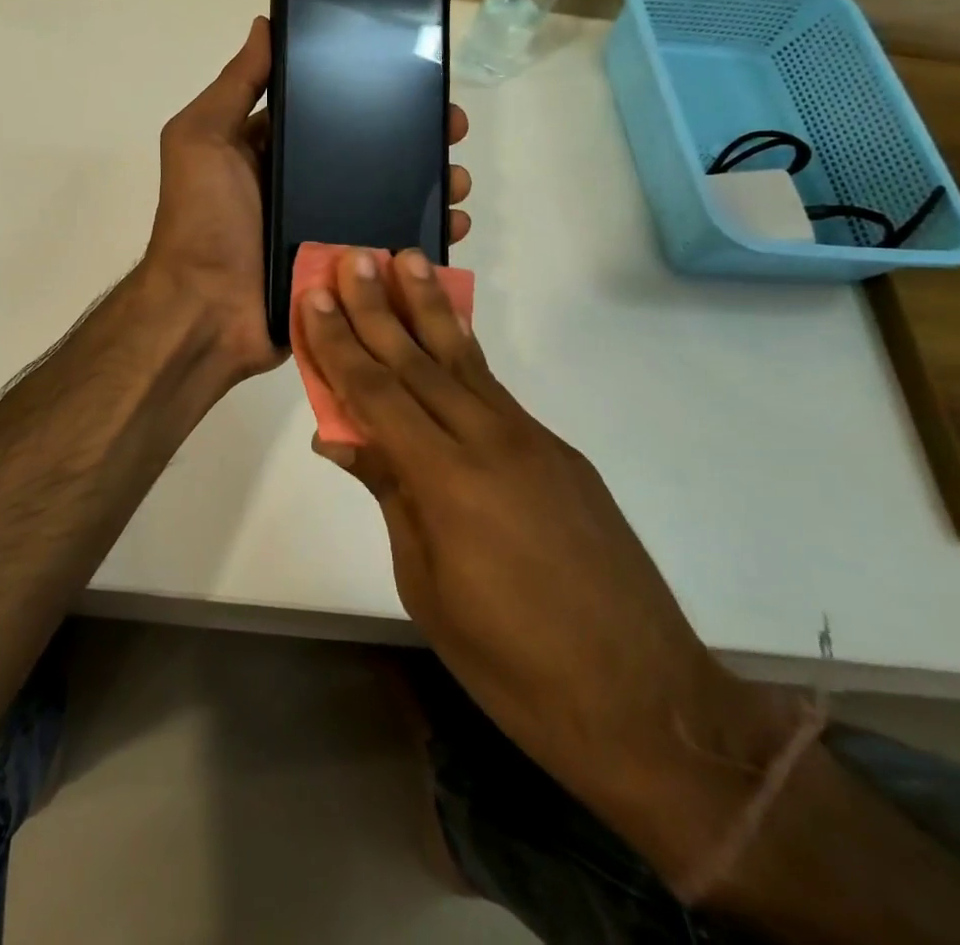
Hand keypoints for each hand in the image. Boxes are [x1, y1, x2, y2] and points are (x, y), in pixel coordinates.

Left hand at [142, 18, 471, 383]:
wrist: (207, 312)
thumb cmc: (203, 220)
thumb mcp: (203, 139)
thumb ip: (235, 86)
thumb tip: (265, 25)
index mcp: (271, 152)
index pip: (329, 113)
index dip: (370, 95)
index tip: (415, 81)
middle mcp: (301, 187)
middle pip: (369, 155)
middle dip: (414, 140)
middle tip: (452, 129)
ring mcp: (326, 230)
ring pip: (389, 199)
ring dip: (429, 185)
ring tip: (458, 180)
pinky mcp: (344, 270)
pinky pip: (391, 247)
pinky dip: (424, 236)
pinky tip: (453, 226)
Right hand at [297, 249, 797, 879]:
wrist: (644, 702)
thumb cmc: (512, 663)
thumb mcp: (426, 583)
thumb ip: (389, 495)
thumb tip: (341, 438)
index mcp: (447, 480)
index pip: (378, 394)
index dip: (340, 343)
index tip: (316, 297)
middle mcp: (491, 442)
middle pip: (419, 361)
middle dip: (380, 307)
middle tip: (355, 257)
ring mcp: (533, 443)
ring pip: (466, 362)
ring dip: (430, 309)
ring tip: (408, 260)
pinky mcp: (561, 454)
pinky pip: (497, 392)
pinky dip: (465, 354)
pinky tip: (449, 338)